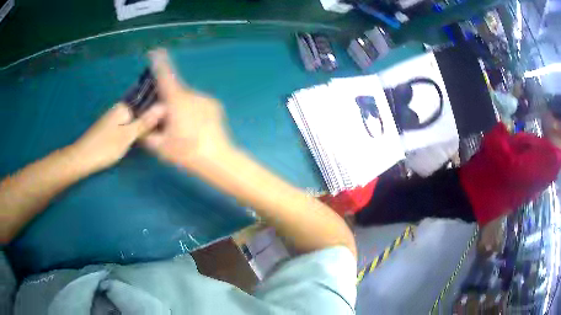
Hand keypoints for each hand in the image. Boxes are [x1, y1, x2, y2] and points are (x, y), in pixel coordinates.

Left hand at [72, 103, 165, 172]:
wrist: (82, 159)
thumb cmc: (105, 147)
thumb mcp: (127, 136)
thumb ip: (145, 122)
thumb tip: (164, 106)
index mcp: (124, 106)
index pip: (147, 102)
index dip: (158, 111)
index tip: (170, 121)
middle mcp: (120, 109)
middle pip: (141, 111)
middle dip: (151, 119)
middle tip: (165, 131)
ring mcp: (114, 118)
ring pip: (135, 119)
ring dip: (144, 126)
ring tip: (157, 134)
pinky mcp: (111, 128)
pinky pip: (128, 125)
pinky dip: (135, 131)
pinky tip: (141, 138)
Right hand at [143, 49, 232, 169]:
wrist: (217, 158)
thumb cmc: (186, 152)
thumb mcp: (159, 146)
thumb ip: (147, 134)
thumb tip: (141, 126)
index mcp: (176, 100)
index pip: (165, 75)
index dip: (159, 62)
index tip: (156, 51)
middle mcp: (191, 94)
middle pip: (174, 91)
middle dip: (167, 101)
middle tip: (165, 121)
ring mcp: (205, 98)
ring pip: (186, 98)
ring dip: (180, 107)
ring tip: (182, 129)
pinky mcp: (215, 105)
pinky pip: (198, 103)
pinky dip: (192, 111)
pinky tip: (195, 128)